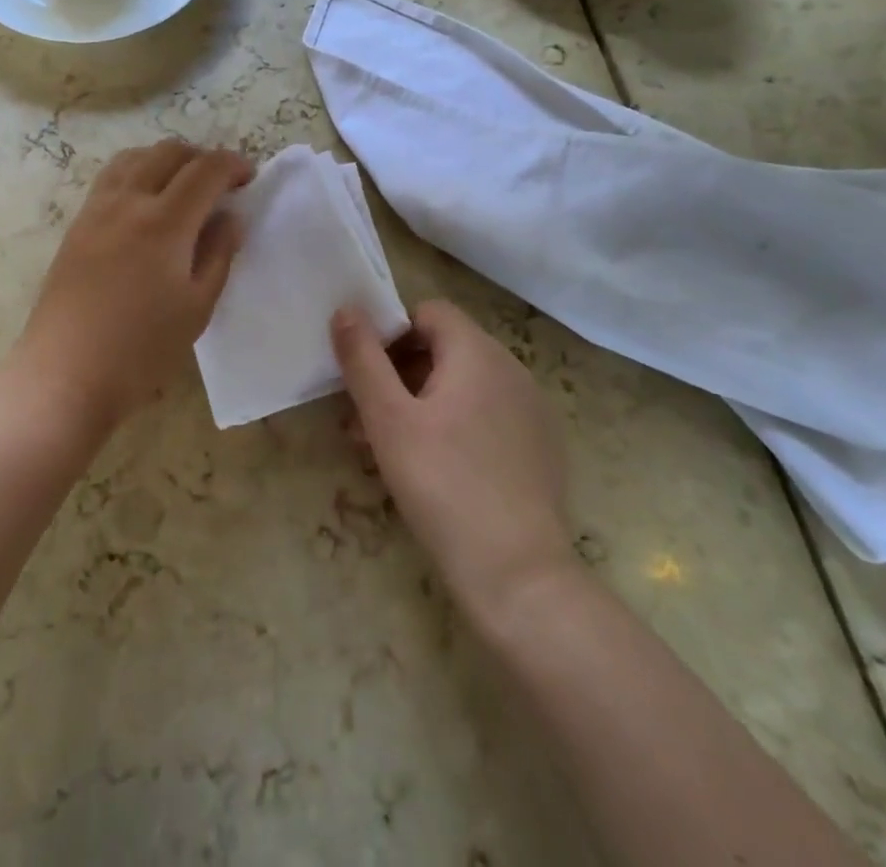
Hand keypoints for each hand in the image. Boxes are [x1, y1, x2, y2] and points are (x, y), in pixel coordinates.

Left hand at [13, 140, 250, 432]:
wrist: (65, 373)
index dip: (233, 165)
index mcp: (165, 222)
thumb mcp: (197, 307)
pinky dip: (138, 172)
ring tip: (182, 187)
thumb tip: (230, 218)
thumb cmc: (141, 348)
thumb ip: (219, 253)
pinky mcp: (77, 224)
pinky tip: (146, 203)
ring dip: (166, 160)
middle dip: (202, 157)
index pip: (206, 170)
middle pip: (169, 152)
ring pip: (135, 157)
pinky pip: (111, 177)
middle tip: (220, 185)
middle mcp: (128, 202)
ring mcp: (96, 209)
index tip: (250, 179)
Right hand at [332, 300, 577, 621]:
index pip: (429, 312)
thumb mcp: (388, 420)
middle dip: (400, 373)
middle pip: (445, 348)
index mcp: (478, 352)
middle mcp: (511, 369)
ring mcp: (531, 409)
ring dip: (421, 402)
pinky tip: (434, 469)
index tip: (366, 373)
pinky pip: (487, 416)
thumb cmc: (443, 485)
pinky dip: (455, 425)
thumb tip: (346, 310)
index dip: (392, 332)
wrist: (518, 575)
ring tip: (387, 449)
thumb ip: (363, 360)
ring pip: (464, 385)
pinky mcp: (539, 446)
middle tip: (365, 417)